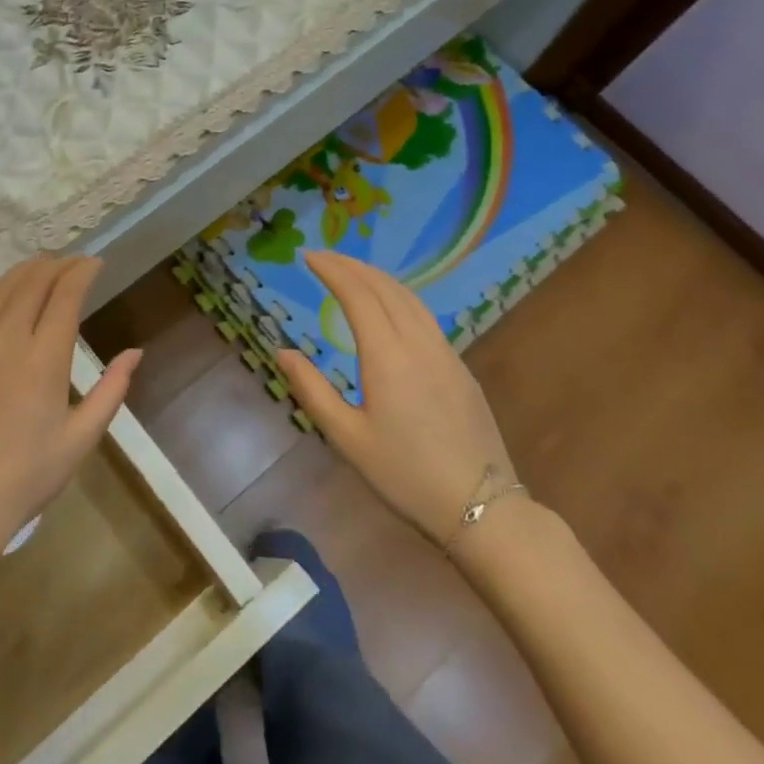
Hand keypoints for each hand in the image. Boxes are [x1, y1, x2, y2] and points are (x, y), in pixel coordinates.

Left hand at [0, 257, 139, 575]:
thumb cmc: (26, 479)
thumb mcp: (81, 439)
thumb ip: (111, 390)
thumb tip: (134, 353)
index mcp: (43, 359)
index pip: (65, 296)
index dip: (82, 272)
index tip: (95, 263)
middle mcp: (4, 341)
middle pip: (31, 284)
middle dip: (55, 266)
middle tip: (70, 263)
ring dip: (20, 272)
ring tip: (38, 267)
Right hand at [277, 252, 518, 548]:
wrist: (481, 508)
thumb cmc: (404, 475)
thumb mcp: (346, 438)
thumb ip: (312, 390)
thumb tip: (282, 352)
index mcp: (387, 356)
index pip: (357, 294)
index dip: (332, 270)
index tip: (309, 256)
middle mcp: (419, 343)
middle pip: (386, 288)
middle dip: (353, 265)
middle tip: (324, 257)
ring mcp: (446, 354)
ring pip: (411, 299)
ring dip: (378, 278)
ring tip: (352, 272)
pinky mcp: (461, 369)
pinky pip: (426, 317)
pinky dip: (399, 298)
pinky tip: (390, 309)